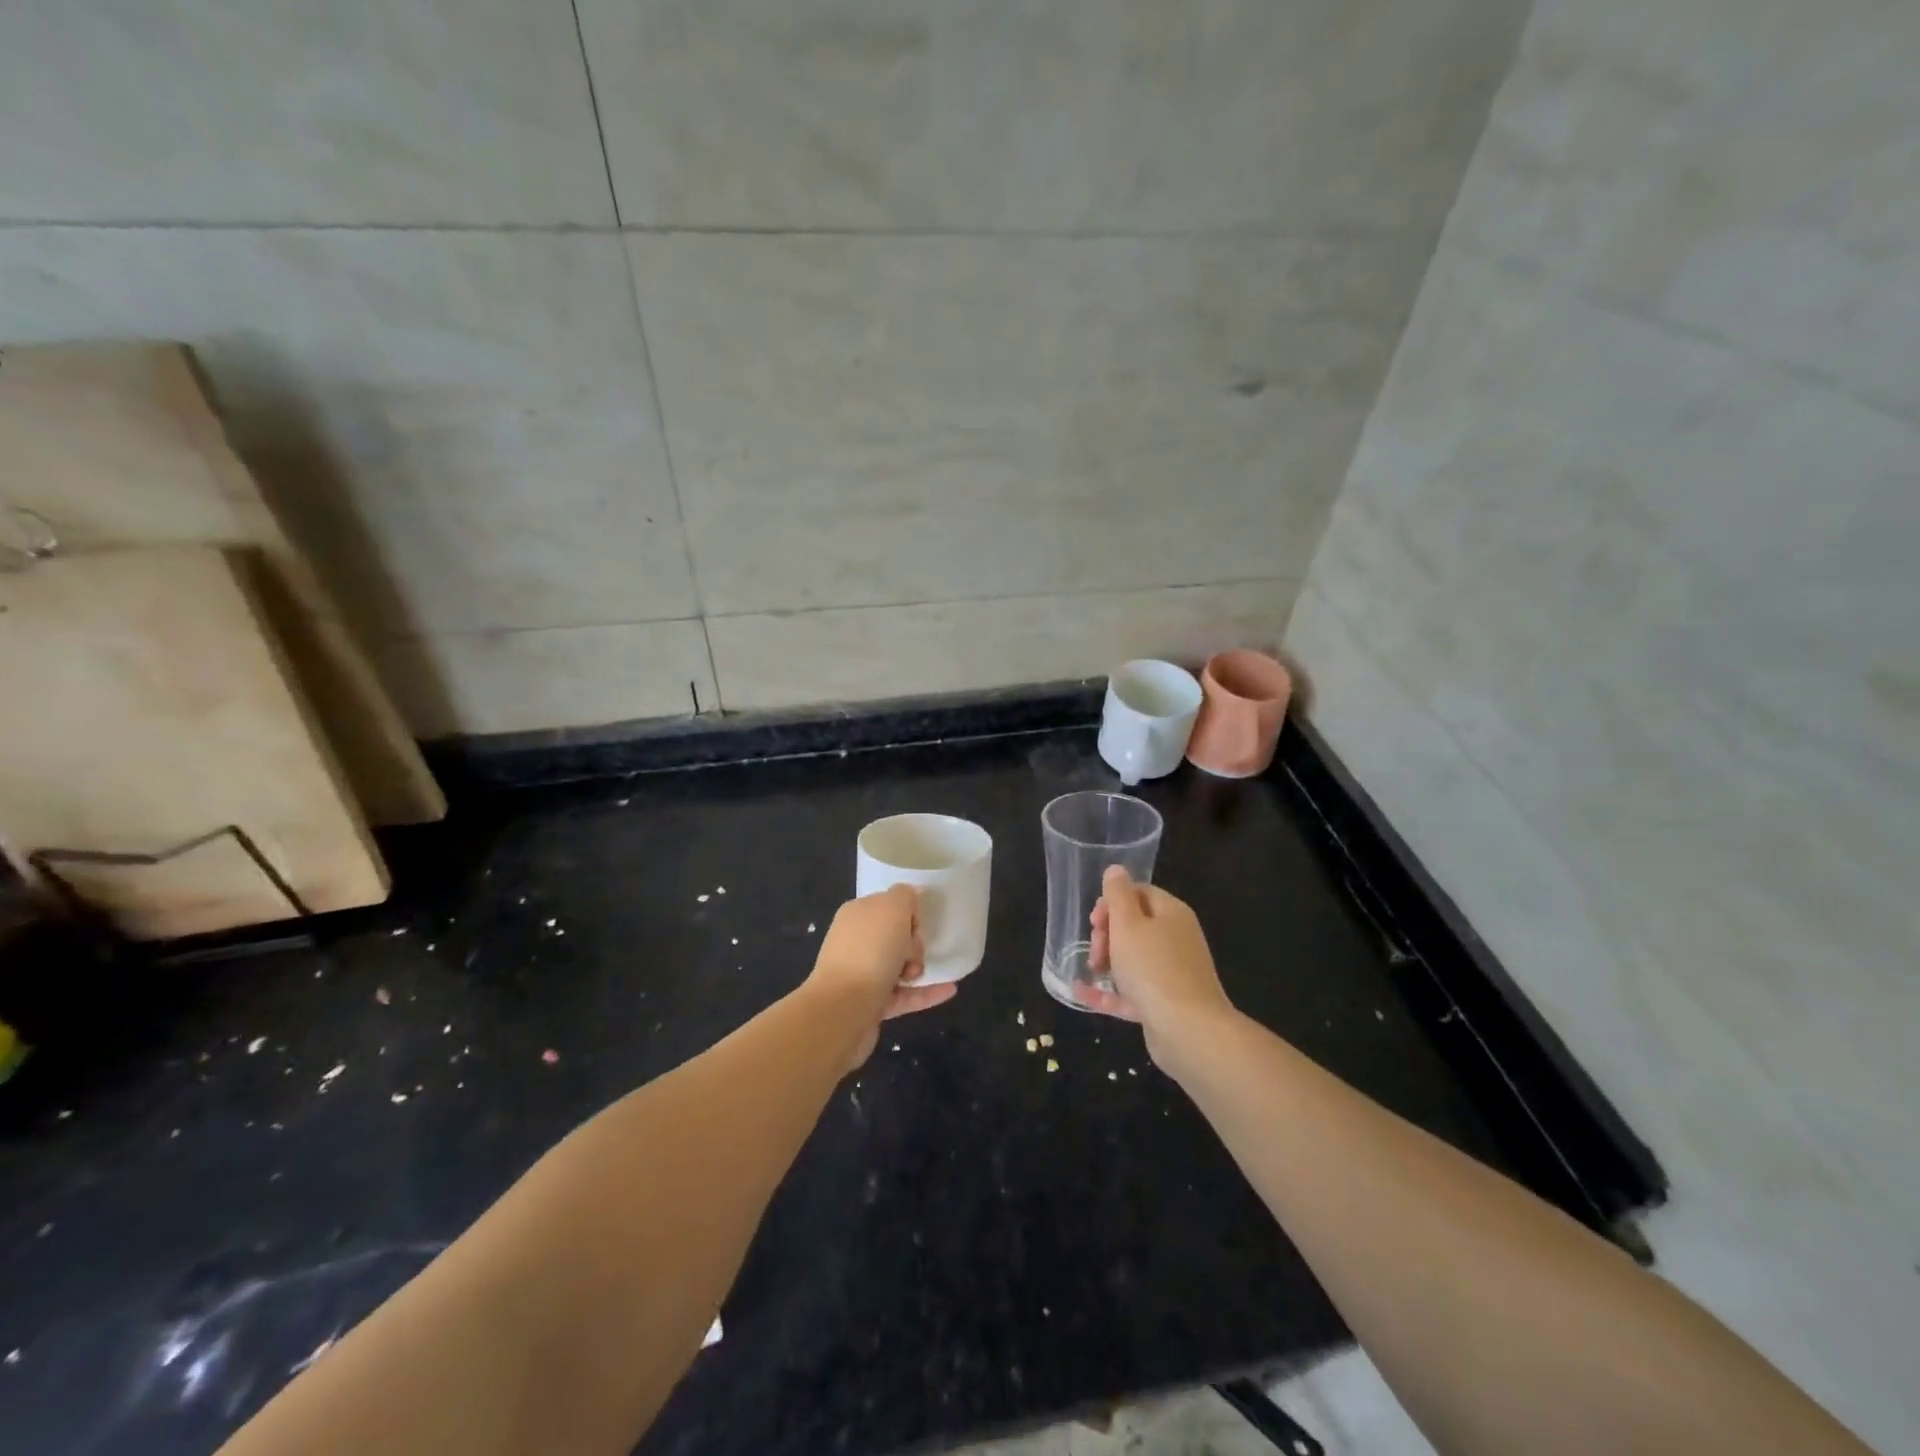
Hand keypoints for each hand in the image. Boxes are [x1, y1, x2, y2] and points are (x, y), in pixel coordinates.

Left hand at [806, 885, 955, 1067]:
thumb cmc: (871, 951)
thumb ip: (904, 896)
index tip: (917, 925)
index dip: (909, 913)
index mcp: (857, 914)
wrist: (844, 1009)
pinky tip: (950, 990)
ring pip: (899, 966)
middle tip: (914, 952)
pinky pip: (904, 995)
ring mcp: (861, 974)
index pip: (889, 905)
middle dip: (914, 943)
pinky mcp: (871, 1004)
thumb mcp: (893, 907)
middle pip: (895, 936)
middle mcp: (855, 942)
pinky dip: (926, 993)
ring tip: (922, 973)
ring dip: (918, 968)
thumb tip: (909, 900)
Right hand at [1080, 867, 1233, 1062]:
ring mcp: (1172, 973)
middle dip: (1107, 934)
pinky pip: (1132, 990)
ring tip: (1091, 970)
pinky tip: (1082, 993)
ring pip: (1133, 958)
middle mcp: (1176, 939)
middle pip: (1135, 925)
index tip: (1094, 920)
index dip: (1112, 902)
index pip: (1139, 893)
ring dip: (1107, 961)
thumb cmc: (1153, 968)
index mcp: (1171, 913)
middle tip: (1095, 950)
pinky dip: (1109, 990)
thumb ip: (1118, 895)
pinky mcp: (1165, 1003)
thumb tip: (1116, 870)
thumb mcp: (1127, 924)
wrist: (1188, 1030)